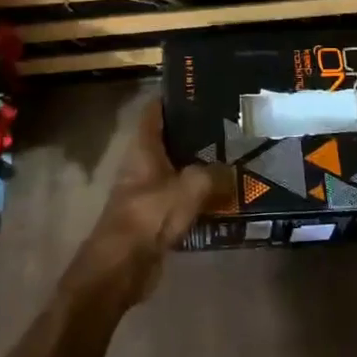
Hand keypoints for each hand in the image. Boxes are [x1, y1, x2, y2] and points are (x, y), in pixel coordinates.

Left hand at [70, 99, 225, 305]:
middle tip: (231, 124)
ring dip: (202, 166)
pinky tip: (227, 195)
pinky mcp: (157, 217)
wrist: (121, 268)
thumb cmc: (148, 217)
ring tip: (236, 156)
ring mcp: (149, 191)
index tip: (201, 88)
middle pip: (171, 140)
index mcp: (143, 148)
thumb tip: (235, 171)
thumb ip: (214, 175)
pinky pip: (184, 198)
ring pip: (180, 170)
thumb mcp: (188, 189)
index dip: (173, 97)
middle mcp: (143, 164)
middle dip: (197, 132)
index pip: (155, 111)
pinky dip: (202, 195)